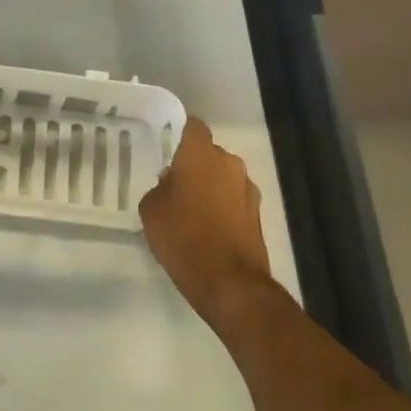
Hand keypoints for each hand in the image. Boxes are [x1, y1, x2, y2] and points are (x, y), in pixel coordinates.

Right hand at [139, 118, 283, 332]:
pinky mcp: (258, 214)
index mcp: (201, 155)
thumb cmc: (183, 239)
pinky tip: (207, 227)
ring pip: (223, 176)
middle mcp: (229, 164)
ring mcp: (248, 189)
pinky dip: (222, 206)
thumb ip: (160, 187)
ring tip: (190, 208)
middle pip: (209, 153)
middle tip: (173, 182)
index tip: (165, 143)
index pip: (192, 126)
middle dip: (193, 163)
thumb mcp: (152, 210)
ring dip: (210, 185)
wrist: (231, 284)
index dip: (179, 131)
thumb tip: (171, 182)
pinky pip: (234, 198)